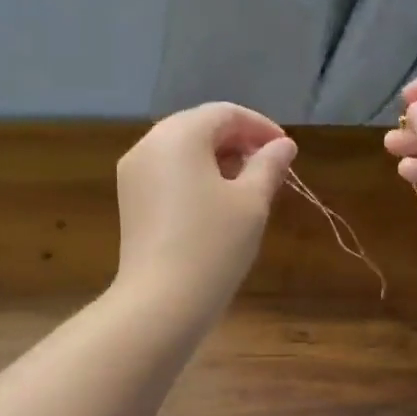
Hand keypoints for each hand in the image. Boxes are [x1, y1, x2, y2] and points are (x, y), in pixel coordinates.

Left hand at [115, 102, 297, 321]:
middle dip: (238, 142)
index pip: (225, 113)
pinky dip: (195, 177)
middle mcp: (149, 144)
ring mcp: (134, 174)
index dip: (260, 128)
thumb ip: (269, 166)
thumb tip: (283, 146)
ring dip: (217, 160)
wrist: (161, 302)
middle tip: (269, 169)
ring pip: (182, 151)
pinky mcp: (130, 201)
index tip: (286, 151)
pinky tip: (217, 204)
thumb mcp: (252, 202)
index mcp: (179, 135)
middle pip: (200, 127)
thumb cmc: (213, 245)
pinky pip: (168, 174)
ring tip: (247, 188)